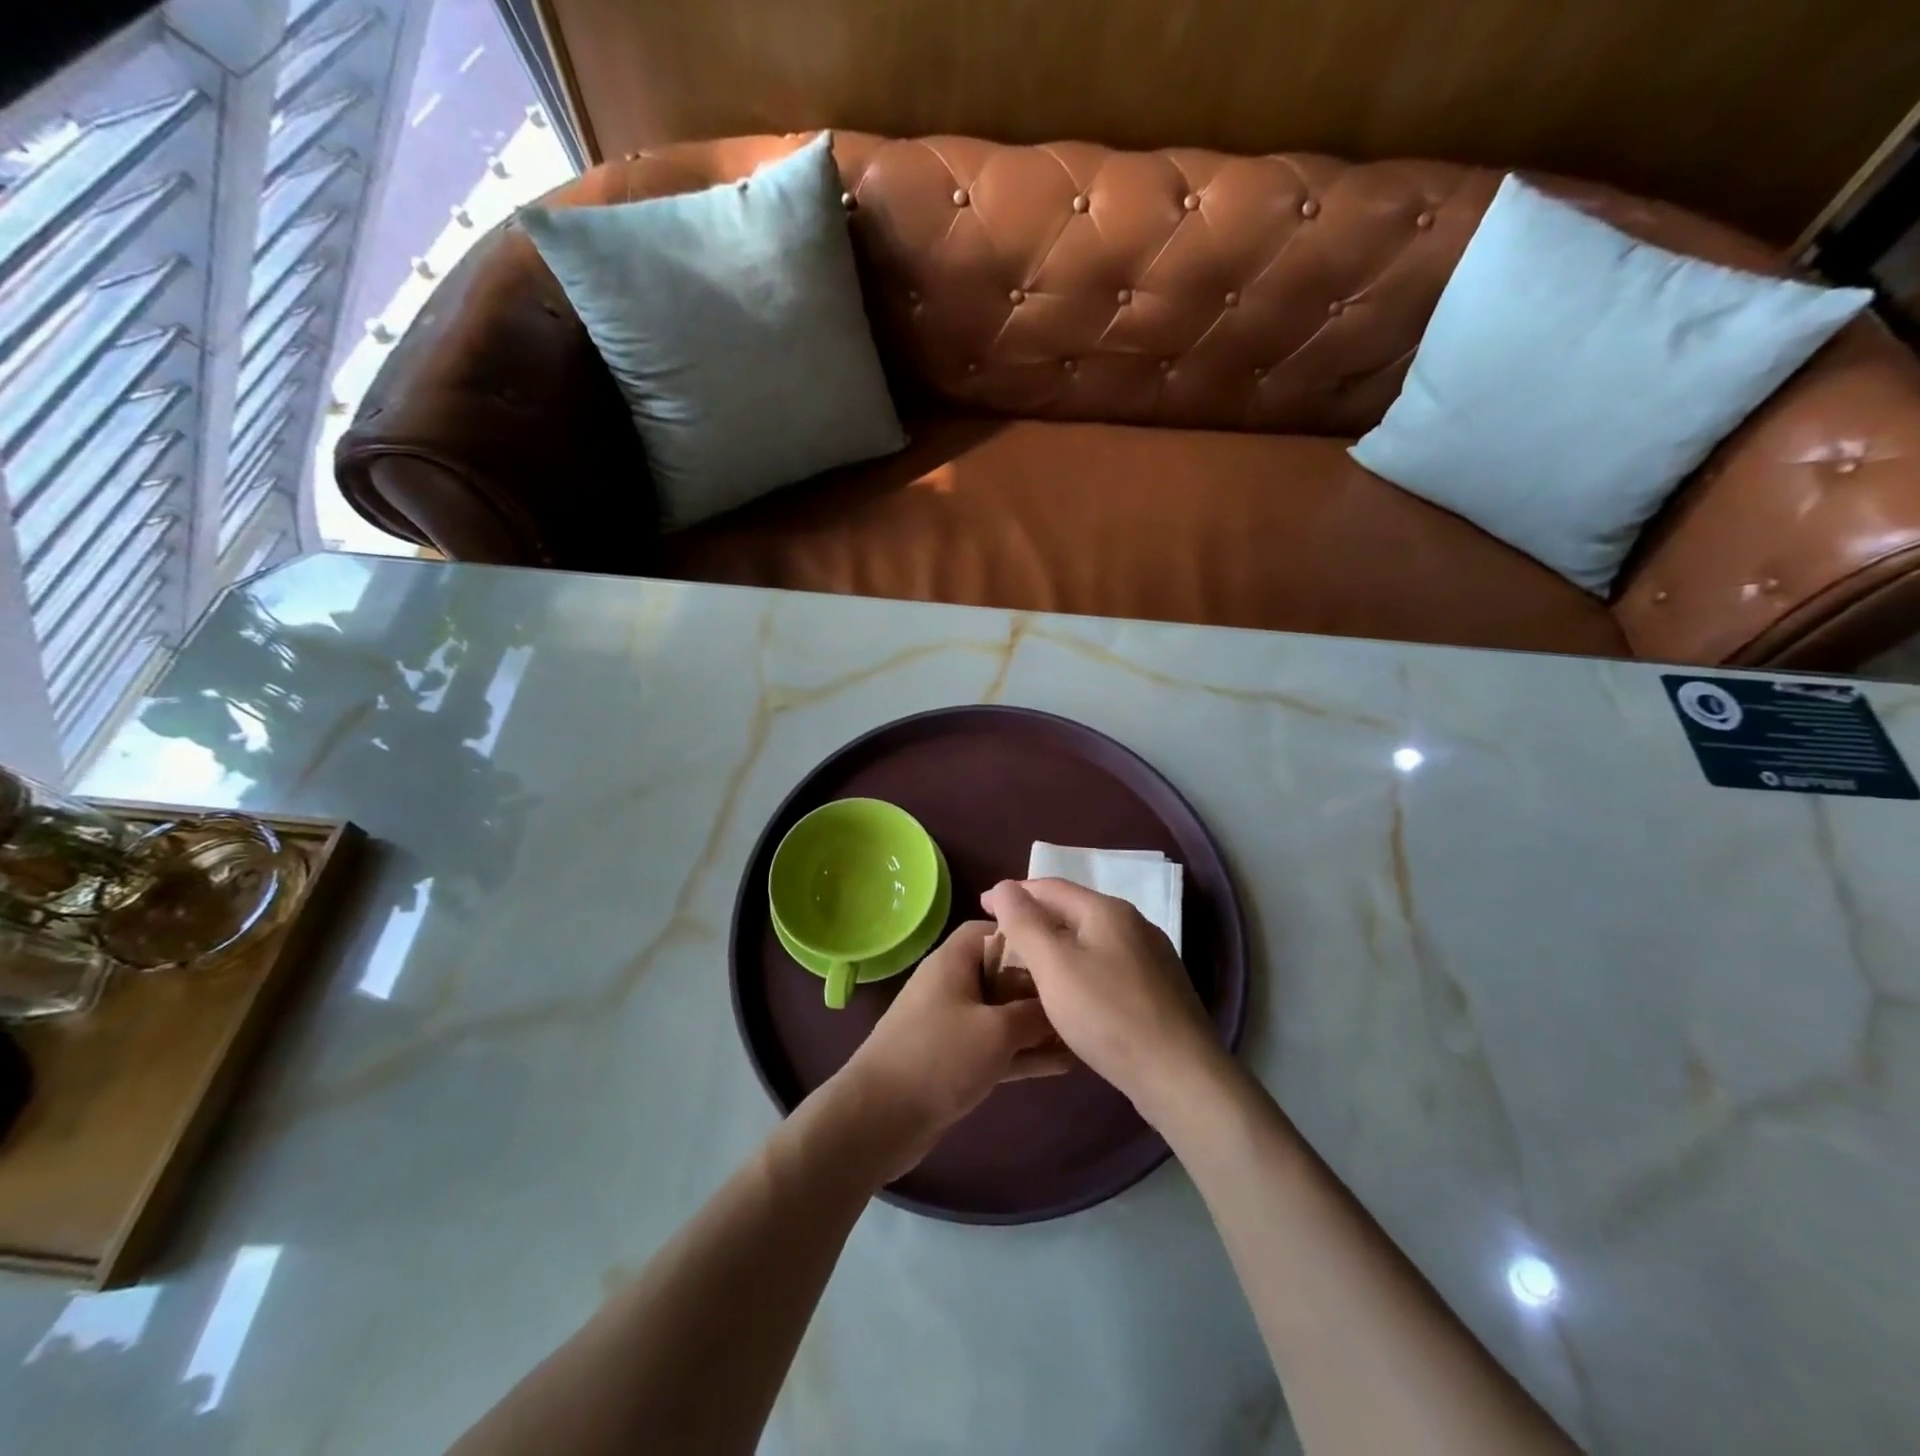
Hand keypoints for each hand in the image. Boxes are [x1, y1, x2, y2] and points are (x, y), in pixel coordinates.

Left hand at [834, 920, 1070, 1179]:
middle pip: (1003, 973)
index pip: (993, 929)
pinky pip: (997, 1046)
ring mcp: (953, 1023)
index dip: (1027, 935)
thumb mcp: (996, 1030)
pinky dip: (1024, 1052)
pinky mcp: (955, 1059)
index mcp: (954, 960)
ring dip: (1038, 1025)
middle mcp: (953, 984)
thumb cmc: (939, 1057)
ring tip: (1084, 1034)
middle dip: (1041, 986)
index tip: (1064, 950)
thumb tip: (1063, 1003)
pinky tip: (1065, 1065)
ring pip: (1004, 1014)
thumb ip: (1034, 1013)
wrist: (880, 1118)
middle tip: (1083, 997)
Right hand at [981, 878, 1223, 1121]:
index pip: (1050, 887)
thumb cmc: (1108, 1015)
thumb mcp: (1054, 966)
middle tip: (1000, 940)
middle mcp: (1133, 924)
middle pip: (1072, 911)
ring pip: (1090, 940)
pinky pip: (1107, 965)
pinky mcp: (1158, 989)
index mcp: (1107, 910)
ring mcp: (1151, 957)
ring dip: (1057, 946)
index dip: (1013, 893)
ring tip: (1027, 966)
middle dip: (1035, 919)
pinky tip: (1070, 993)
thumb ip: (1025, 923)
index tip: (982, 907)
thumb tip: (1004, 886)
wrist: (1181, 1076)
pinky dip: (1079, 968)